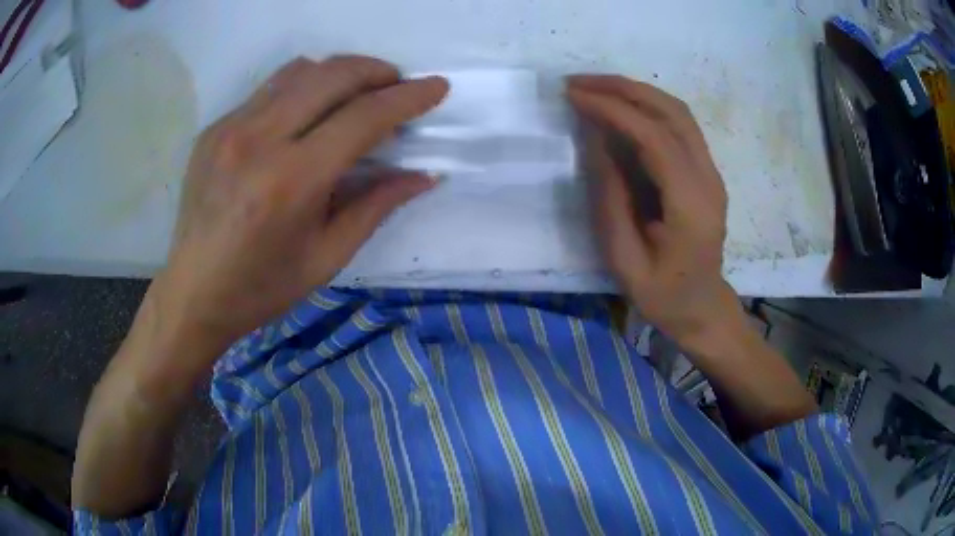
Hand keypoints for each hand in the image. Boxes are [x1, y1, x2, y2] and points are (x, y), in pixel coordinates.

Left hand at [158, 56, 447, 351]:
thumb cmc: (262, 287)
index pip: (362, 118)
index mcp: (291, 182)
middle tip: (396, 86)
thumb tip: (424, 174)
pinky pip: (269, 89)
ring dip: (340, 73)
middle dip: (377, 72)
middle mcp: (258, 140)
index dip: (407, 98)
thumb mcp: (327, 257)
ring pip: (300, 70)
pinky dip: (302, 88)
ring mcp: (230, 128)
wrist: (193, 293)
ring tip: (357, 93)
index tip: (437, 87)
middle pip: (332, 75)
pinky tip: (308, 113)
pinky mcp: (215, 128)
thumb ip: (377, 206)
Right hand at [567, 75, 738, 351]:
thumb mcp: (625, 260)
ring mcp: (711, 172)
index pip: (654, 137)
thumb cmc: (664, 295)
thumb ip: (611, 200)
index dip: (612, 110)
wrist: (703, 308)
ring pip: (678, 112)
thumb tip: (596, 142)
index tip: (573, 96)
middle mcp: (708, 179)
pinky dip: (648, 106)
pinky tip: (621, 107)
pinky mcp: (706, 172)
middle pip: (672, 112)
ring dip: (636, 91)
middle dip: (623, 88)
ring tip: (595, 88)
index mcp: (691, 205)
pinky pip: (680, 125)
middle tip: (579, 83)